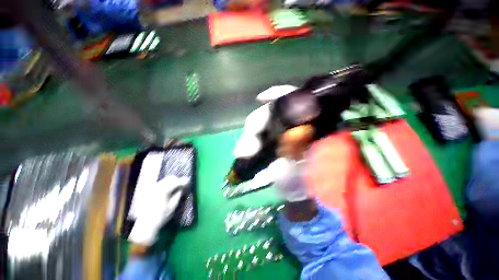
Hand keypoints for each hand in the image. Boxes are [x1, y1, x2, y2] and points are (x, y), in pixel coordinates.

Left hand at [128, 175, 188, 245]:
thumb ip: (178, 194)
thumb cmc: (161, 217)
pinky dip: (165, 184)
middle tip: (182, 186)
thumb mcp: (173, 206)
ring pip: (164, 180)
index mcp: (163, 190)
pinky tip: (168, 191)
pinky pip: (159, 184)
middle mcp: (157, 187)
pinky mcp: (148, 191)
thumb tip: (183, 187)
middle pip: (170, 178)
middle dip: (177, 180)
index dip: (183, 182)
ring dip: (171, 182)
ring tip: (175, 188)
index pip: (176, 181)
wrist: (145, 225)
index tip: (188, 183)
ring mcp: (152, 188)